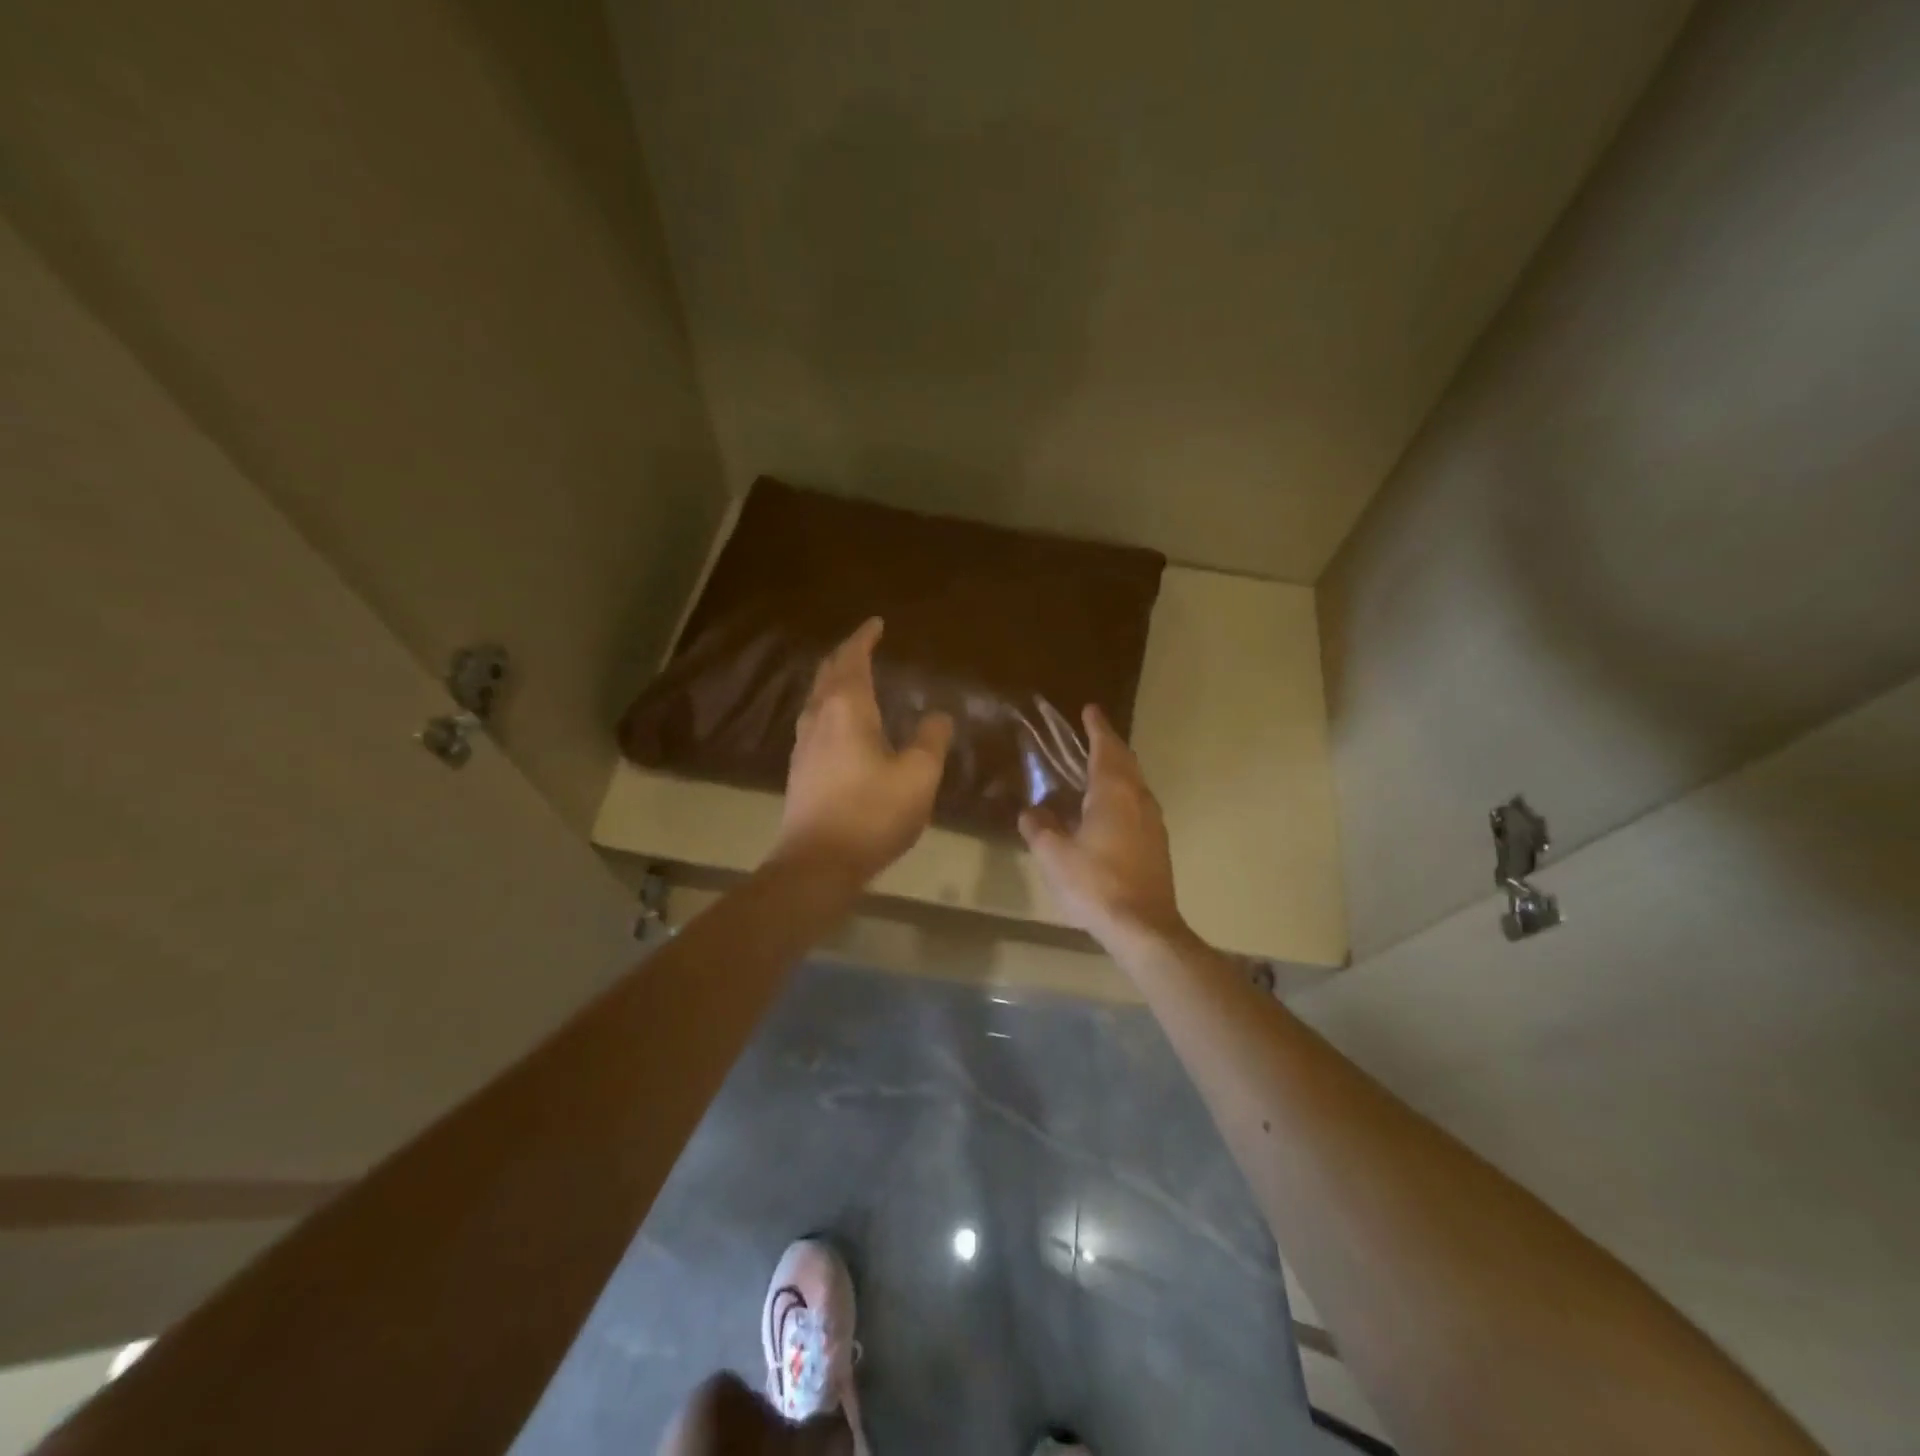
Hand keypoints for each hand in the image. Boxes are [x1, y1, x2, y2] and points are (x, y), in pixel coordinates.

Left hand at [773, 618, 953, 882]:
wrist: (816, 863)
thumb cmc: (872, 814)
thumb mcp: (918, 776)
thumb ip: (932, 740)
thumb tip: (937, 715)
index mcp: (847, 709)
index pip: (853, 659)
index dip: (864, 638)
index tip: (877, 623)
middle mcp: (819, 717)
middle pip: (827, 672)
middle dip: (845, 654)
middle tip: (865, 645)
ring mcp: (803, 744)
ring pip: (817, 697)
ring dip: (834, 680)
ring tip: (854, 678)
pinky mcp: (800, 769)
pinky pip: (814, 720)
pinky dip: (830, 706)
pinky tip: (842, 724)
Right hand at [1020, 705, 1188, 950]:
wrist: (1143, 926)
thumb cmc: (1095, 884)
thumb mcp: (1054, 855)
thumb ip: (1039, 828)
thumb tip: (1031, 811)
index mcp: (1113, 793)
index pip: (1105, 749)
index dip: (1097, 728)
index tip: (1090, 709)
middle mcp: (1138, 799)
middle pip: (1126, 761)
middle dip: (1109, 744)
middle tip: (1093, 733)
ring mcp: (1153, 822)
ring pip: (1135, 783)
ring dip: (1118, 769)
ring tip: (1098, 768)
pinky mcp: (1157, 843)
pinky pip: (1138, 804)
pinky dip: (1123, 793)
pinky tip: (1110, 810)